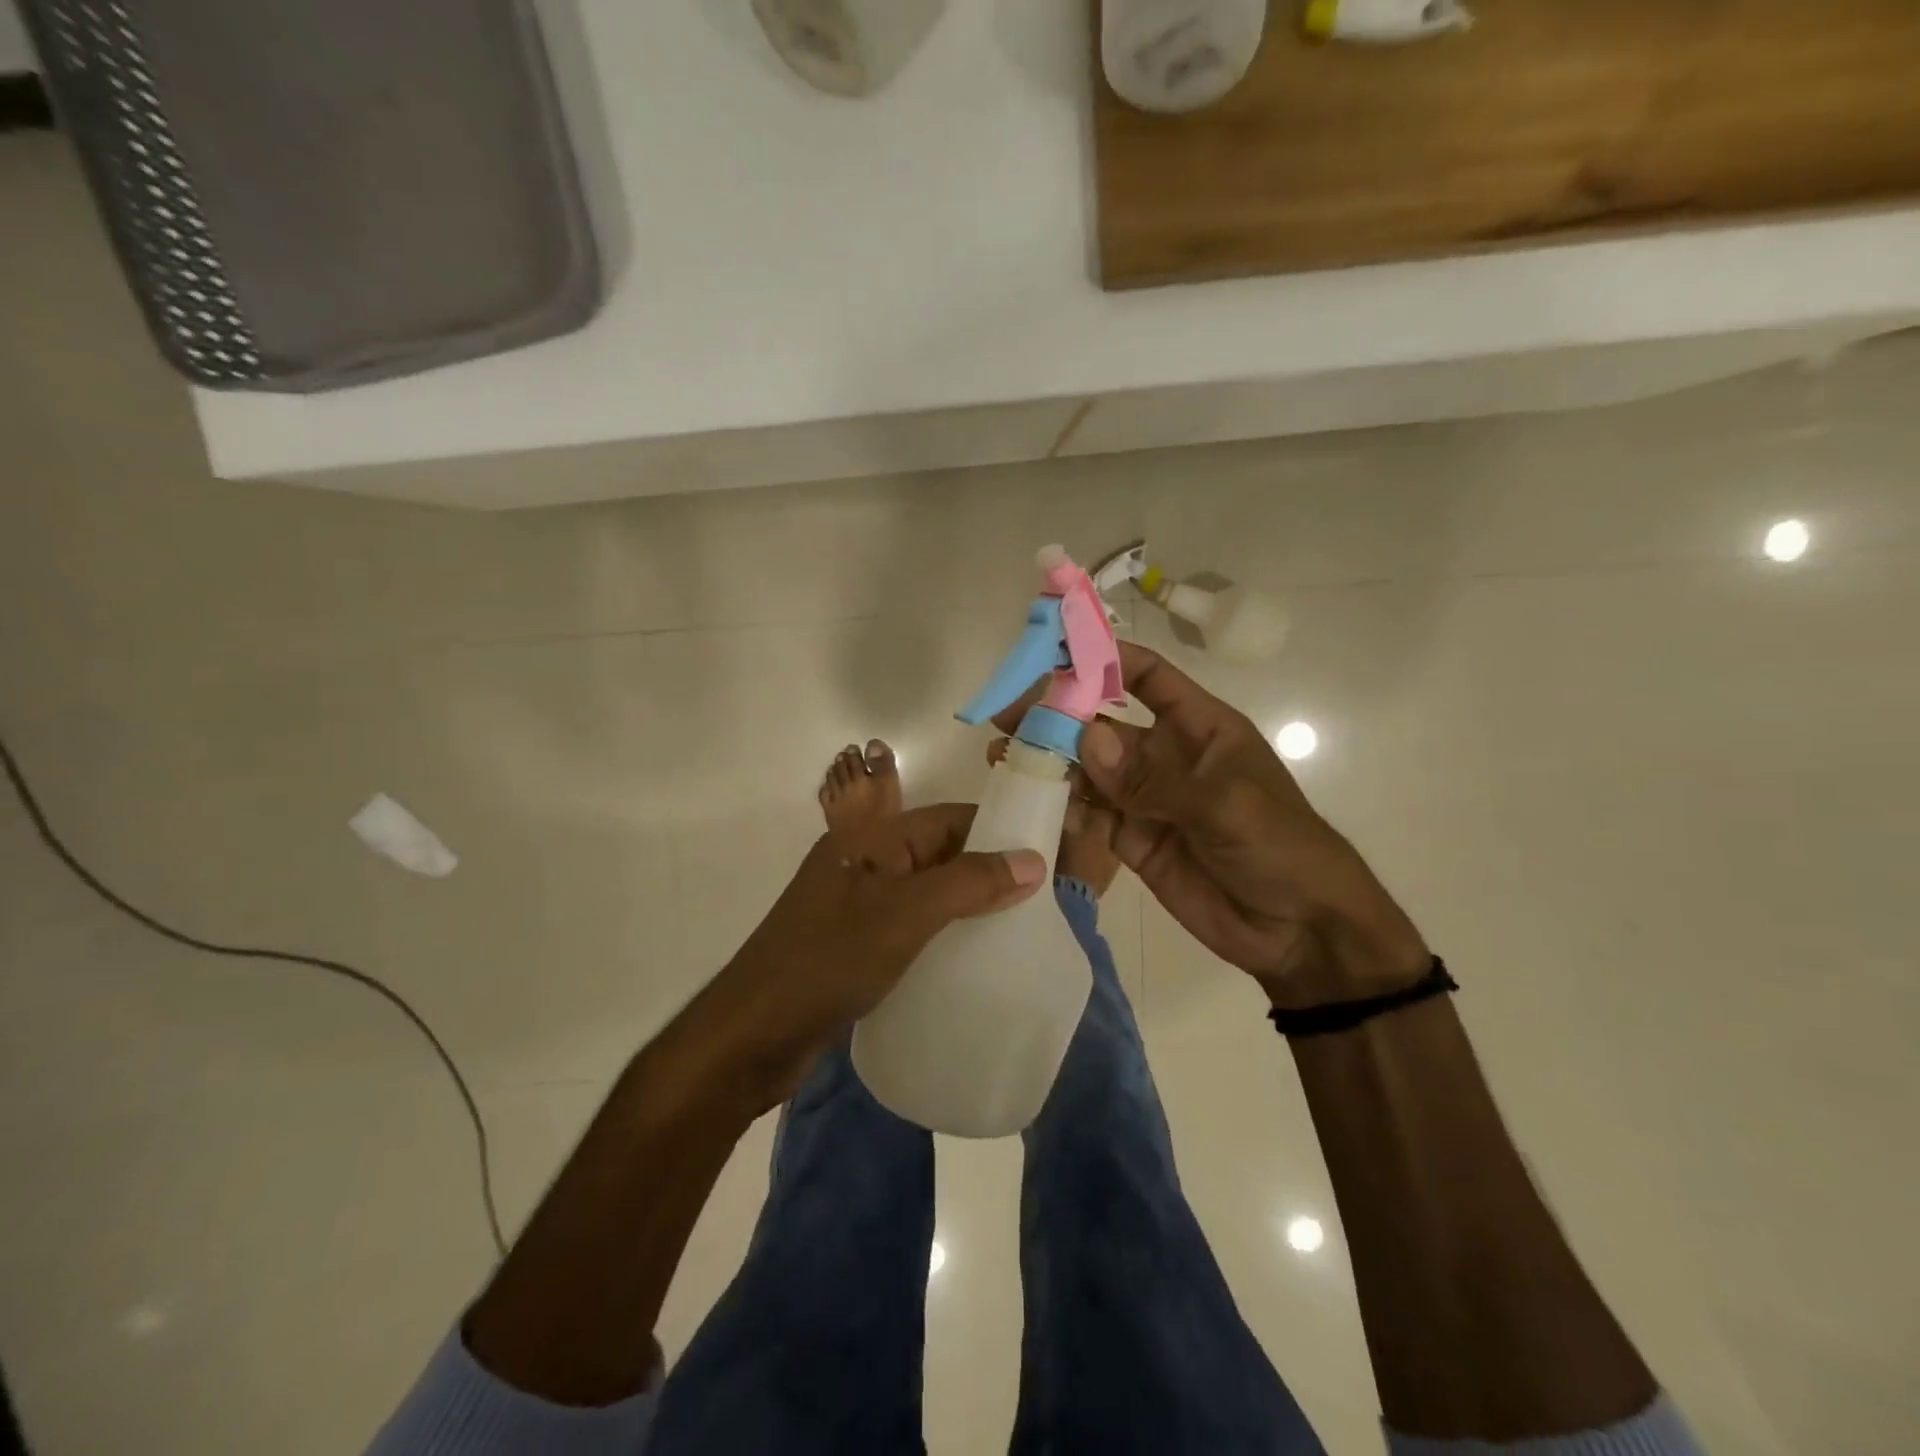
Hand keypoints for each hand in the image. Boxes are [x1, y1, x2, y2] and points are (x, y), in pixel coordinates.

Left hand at [688, 806, 1046, 1113]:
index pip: (949, 818)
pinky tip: (972, 959)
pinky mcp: (856, 945)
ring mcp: (859, 905)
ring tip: (1018, 931)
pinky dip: (944, 934)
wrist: (751, 1035)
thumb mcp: (905, 914)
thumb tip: (1033, 859)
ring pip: (928, 892)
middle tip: (1042, 900)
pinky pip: (912, 926)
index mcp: (873, 838)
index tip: (1047, 852)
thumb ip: (968, 883)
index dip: (998, 829)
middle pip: (940, 853)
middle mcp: (866, 862)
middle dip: (989, 870)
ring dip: (968, 905)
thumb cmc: (829, 960)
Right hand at [1015, 642, 1426, 1007]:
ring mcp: (1146, 799)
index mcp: (1199, 727)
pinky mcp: (1131, 840)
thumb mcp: (1224, 804)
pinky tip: (1029, 802)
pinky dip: (1062, 808)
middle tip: (1007, 713)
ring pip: (1088, 771)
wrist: (1298, 930)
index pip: (1148, 677)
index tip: (1055, 650)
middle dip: (1058, 716)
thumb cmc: (1279, 846)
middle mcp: (1166, 756)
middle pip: (1104, 725)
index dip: (1106, 658)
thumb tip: (1086, 737)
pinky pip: (1090, 816)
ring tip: (1003, 756)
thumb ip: (1152, 776)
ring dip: (1050, 762)